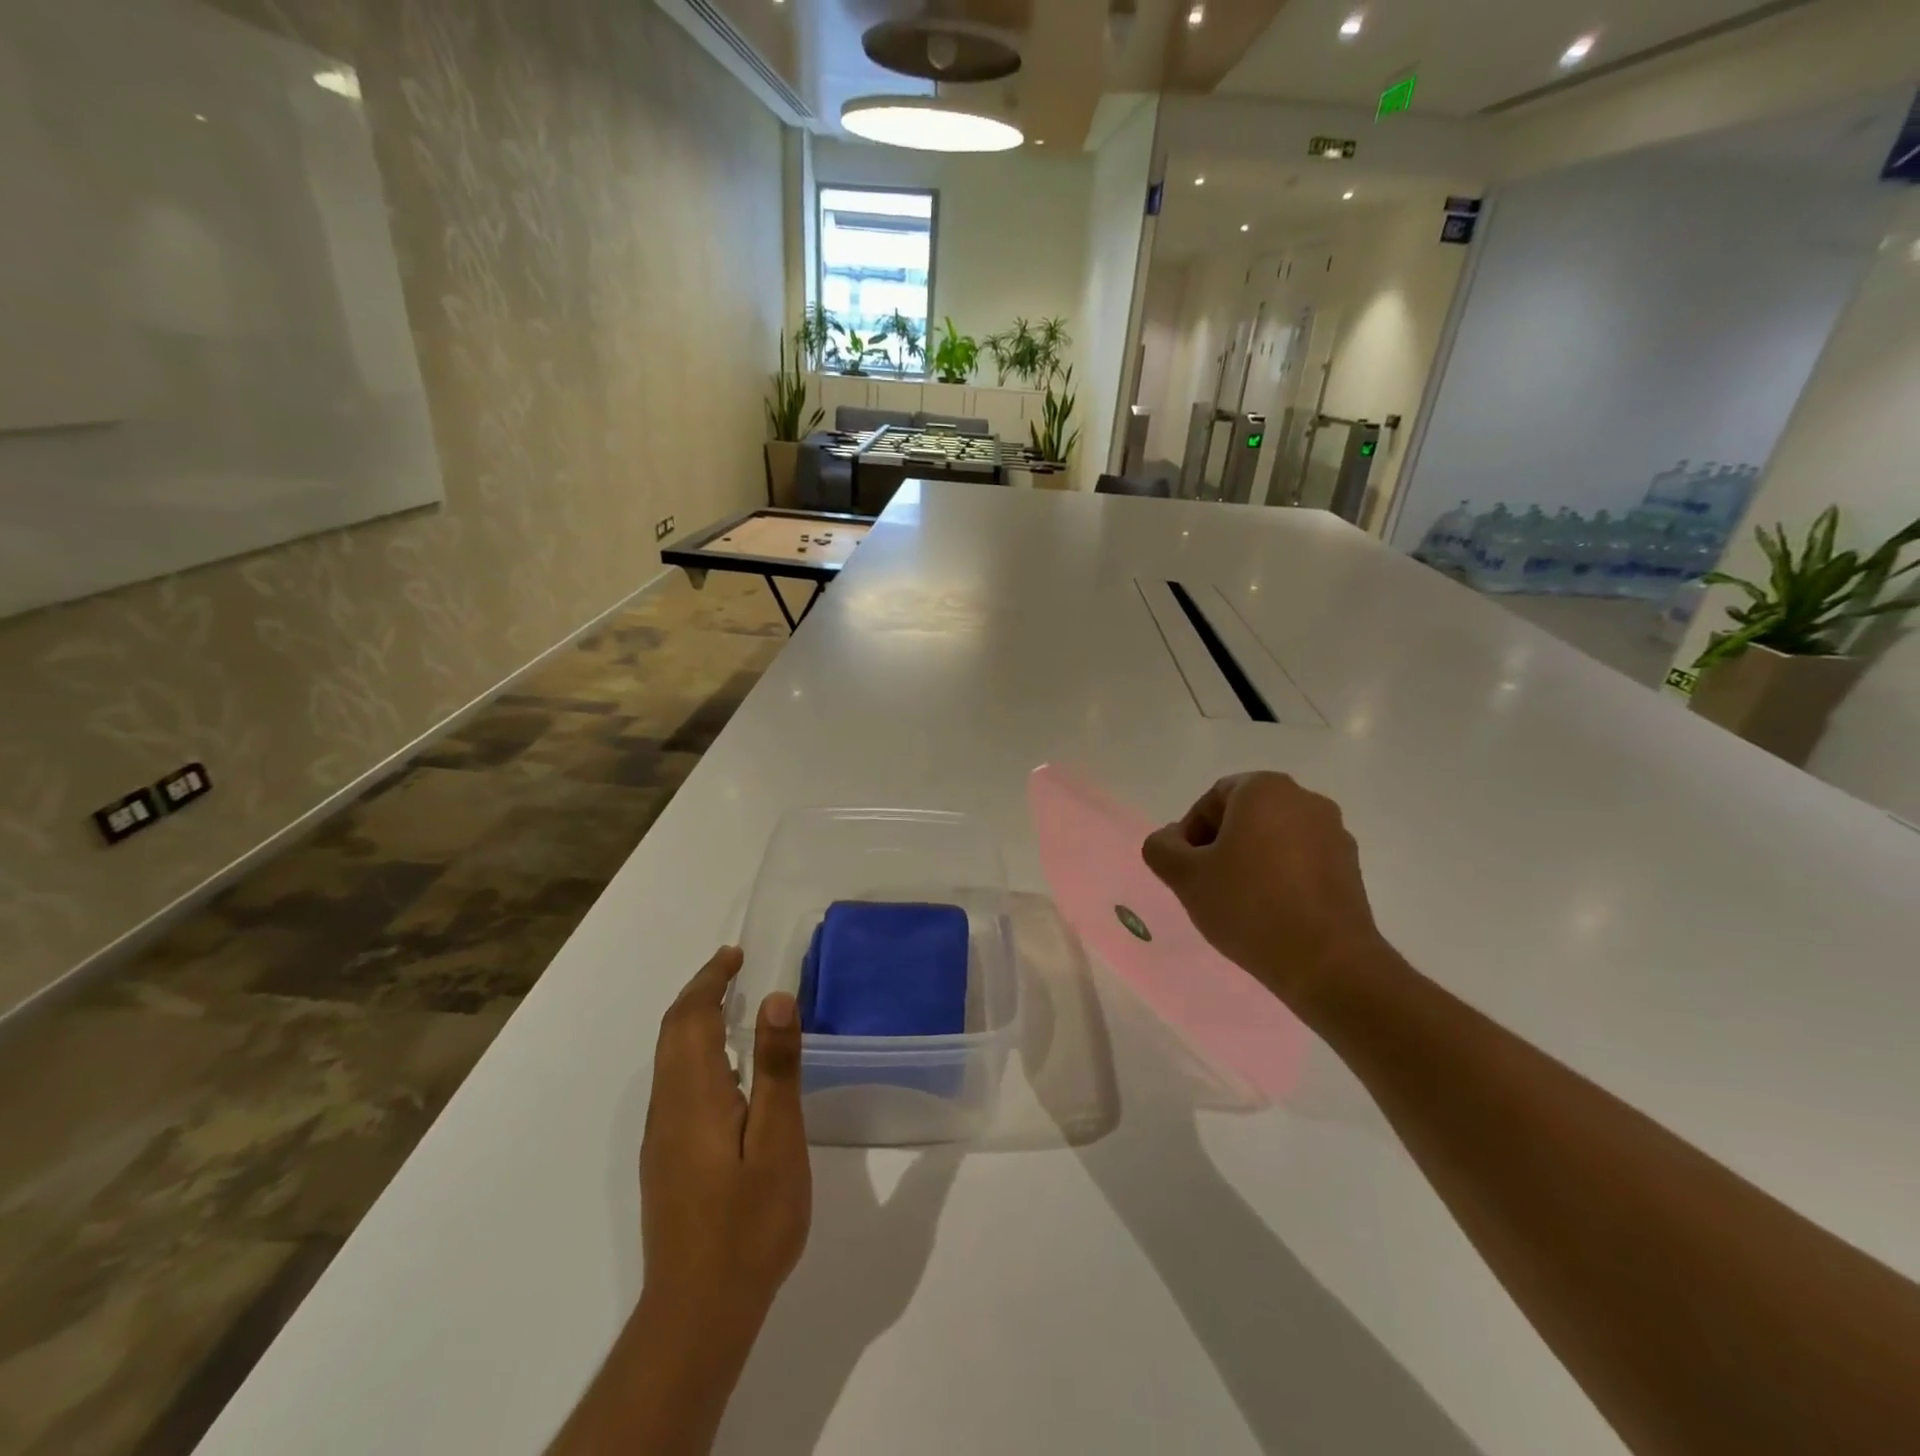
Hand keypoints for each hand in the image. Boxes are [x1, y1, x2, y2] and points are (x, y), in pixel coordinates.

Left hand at [641, 947, 810, 1336]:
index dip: (710, 980)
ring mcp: (662, 1137)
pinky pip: (675, 1082)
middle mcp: (669, 1108)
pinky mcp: (666, 1160)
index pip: (690, 1018)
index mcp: (695, 1095)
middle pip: (672, 1033)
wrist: (699, 1312)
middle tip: (734, 968)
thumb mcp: (778, 1141)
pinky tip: (726, 1069)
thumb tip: (775, 999)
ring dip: (694, 1021)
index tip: (735, 955)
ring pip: (669, 1058)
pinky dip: (694, 1051)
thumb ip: (776, 1068)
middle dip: (700, 993)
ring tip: (732, 1005)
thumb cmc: (749, 1222)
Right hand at [1142, 773, 1387, 1010]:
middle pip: (1245, 816)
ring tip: (1238, 903)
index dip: (1190, 834)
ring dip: (1251, 861)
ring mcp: (1334, 833)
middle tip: (1206, 885)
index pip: (1212, 799)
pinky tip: (1271, 913)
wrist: (1328, 963)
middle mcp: (1305, 799)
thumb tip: (1169, 840)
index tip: (1186, 869)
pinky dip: (1281, 877)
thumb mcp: (1185, 877)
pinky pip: (1302, 861)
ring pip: (1274, 838)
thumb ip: (1161, 848)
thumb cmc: (1249, 907)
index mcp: (1265, 789)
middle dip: (1220, 846)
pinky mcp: (1351, 867)